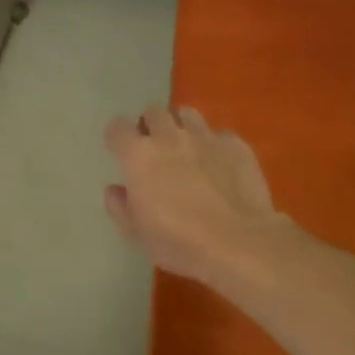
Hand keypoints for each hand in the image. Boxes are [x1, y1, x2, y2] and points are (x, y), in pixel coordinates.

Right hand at [104, 103, 295, 283]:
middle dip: (151, 125)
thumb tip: (115, 190)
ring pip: (187, 114)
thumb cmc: (179, 241)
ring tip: (187, 148)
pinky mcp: (235, 145)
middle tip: (156, 149)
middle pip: (153, 112)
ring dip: (182, 127)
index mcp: (138, 156)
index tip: (121, 152)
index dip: (117, 137)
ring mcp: (205, 137)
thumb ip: (119, 207)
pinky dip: (215, 146)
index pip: (117, 128)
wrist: (239, 242)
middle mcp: (168, 137)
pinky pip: (220, 135)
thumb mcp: (136, 234)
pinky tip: (220, 166)